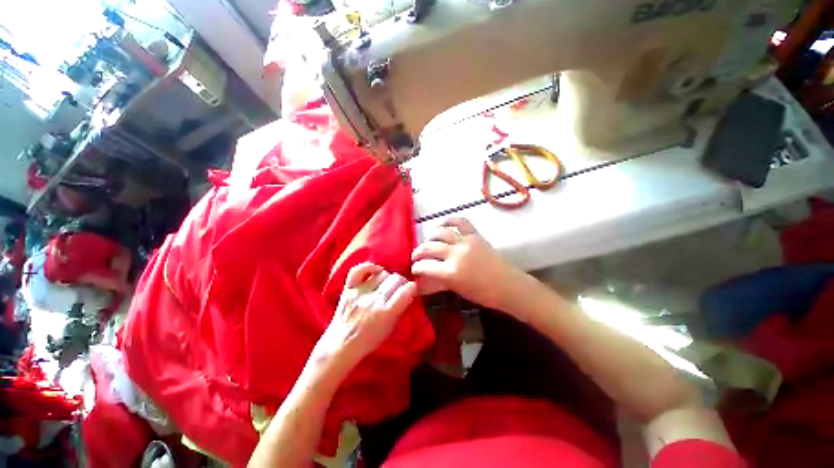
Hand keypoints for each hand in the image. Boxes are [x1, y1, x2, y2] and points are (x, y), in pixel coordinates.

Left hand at [317, 263, 417, 368]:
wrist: (341, 344)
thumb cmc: (369, 340)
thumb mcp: (390, 328)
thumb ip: (400, 309)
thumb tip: (409, 292)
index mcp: (386, 313)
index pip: (406, 291)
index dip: (412, 287)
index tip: (411, 289)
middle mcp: (374, 300)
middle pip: (395, 279)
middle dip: (401, 282)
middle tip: (399, 288)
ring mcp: (360, 293)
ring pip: (381, 273)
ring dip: (388, 277)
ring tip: (386, 284)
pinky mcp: (348, 288)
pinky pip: (358, 269)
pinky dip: (369, 267)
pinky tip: (374, 272)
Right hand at [411, 218, 525, 311]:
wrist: (508, 285)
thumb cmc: (483, 293)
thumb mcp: (457, 289)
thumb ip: (438, 283)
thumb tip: (420, 283)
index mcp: (451, 272)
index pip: (425, 266)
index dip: (416, 267)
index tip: (413, 268)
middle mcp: (455, 254)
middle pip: (429, 247)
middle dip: (418, 252)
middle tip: (416, 256)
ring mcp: (465, 242)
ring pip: (440, 233)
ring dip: (430, 237)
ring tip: (427, 242)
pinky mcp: (475, 235)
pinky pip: (460, 222)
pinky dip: (449, 220)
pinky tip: (442, 224)